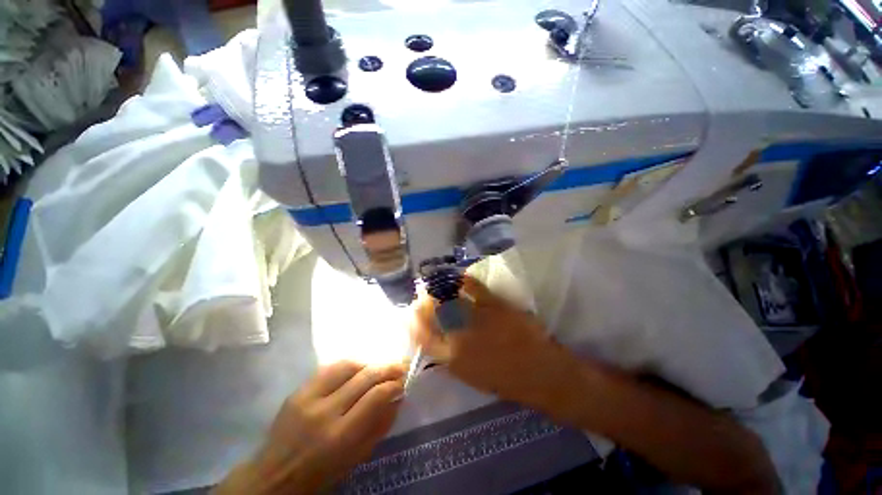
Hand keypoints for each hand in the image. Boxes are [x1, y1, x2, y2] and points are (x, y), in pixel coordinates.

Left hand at [215, 361, 404, 493]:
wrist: (274, 476)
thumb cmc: (320, 473)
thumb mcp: (356, 458)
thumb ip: (379, 426)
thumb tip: (397, 397)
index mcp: (340, 436)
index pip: (375, 397)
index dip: (394, 384)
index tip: (404, 381)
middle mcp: (325, 412)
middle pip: (365, 377)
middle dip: (388, 368)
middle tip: (400, 365)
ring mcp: (308, 397)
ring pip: (348, 366)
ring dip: (369, 363)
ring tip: (379, 367)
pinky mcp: (298, 391)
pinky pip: (329, 368)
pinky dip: (349, 365)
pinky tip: (358, 368)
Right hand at [411, 276, 576, 407]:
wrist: (541, 373)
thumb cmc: (507, 382)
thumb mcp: (472, 378)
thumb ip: (452, 359)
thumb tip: (439, 343)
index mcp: (452, 359)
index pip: (421, 337)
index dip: (412, 322)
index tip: (410, 312)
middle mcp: (458, 337)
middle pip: (432, 313)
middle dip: (423, 302)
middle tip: (422, 295)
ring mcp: (476, 318)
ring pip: (449, 298)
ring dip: (438, 289)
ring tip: (435, 284)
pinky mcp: (493, 305)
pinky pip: (473, 287)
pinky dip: (464, 280)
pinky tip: (460, 277)